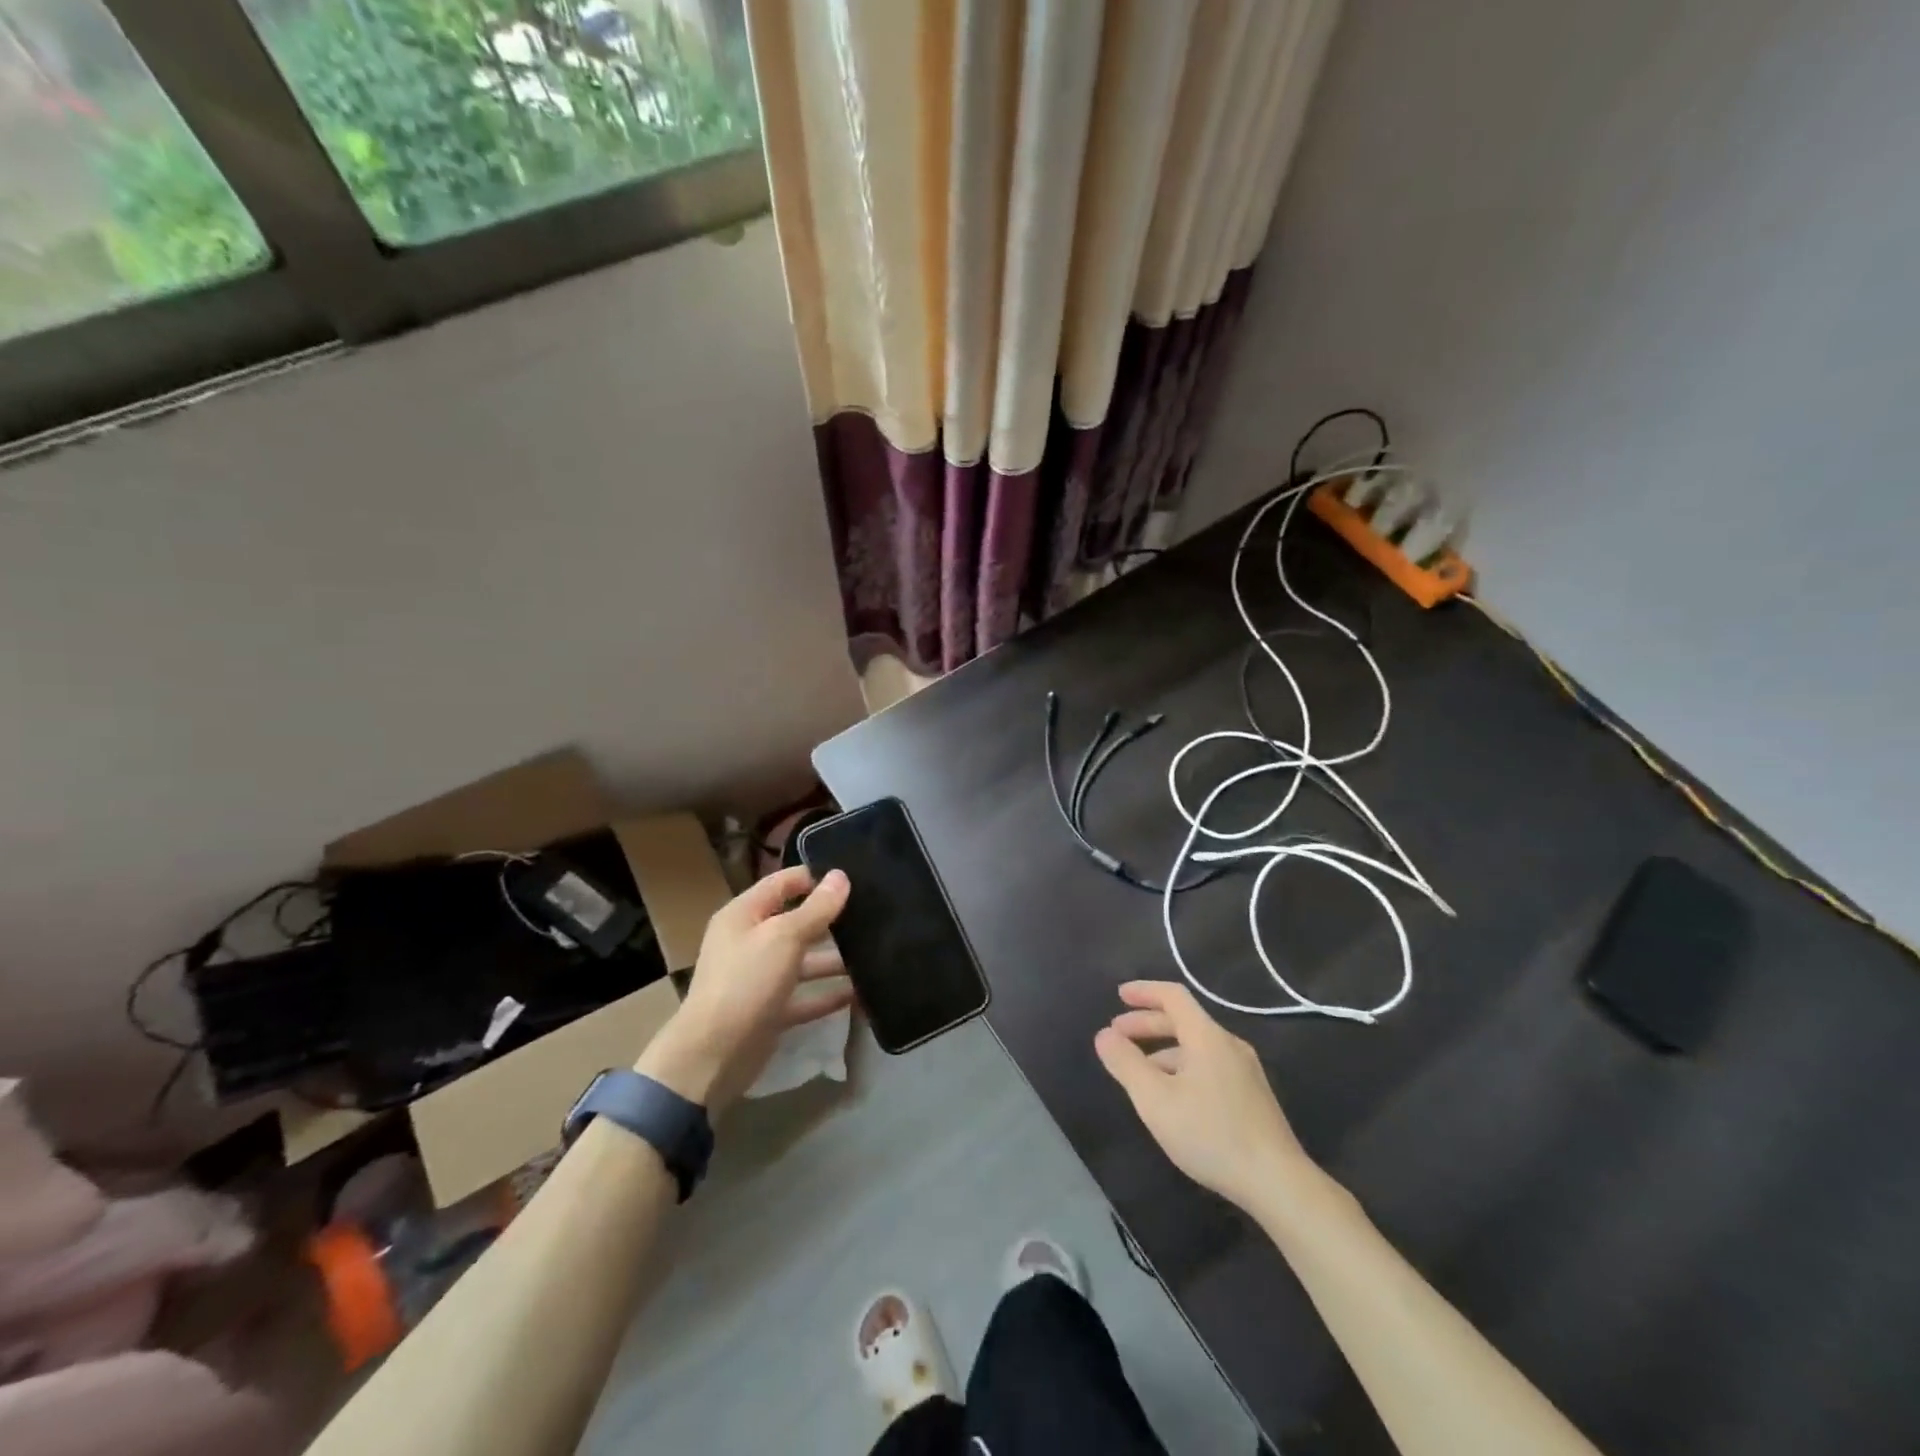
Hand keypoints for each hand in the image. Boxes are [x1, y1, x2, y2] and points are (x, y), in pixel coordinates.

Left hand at [636, 866, 852, 1115]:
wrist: (713, 1055)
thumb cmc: (746, 981)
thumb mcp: (784, 937)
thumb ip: (816, 908)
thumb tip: (841, 876)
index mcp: (744, 914)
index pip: (782, 883)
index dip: (814, 877)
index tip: (853, 878)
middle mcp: (750, 941)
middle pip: (795, 921)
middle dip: (831, 919)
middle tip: (873, 913)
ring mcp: (759, 977)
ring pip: (803, 960)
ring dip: (835, 959)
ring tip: (875, 954)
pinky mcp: (770, 1010)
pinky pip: (805, 995)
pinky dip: (829, 994)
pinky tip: (861, 993)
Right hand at [1094, 981, 1313, 1212]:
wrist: (1278, 1183)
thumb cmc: (1211, 1134)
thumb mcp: (1155, 1100)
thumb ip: (1126, 1064)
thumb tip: (1104, 1035)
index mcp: (1207, 1036)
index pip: (1173, 996)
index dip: (1144, 991)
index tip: (1118, 995)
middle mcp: (1229, 1045)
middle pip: (1184, 1021)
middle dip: (1147, 1024)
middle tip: (1117, 1036)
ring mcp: (1245, 1071)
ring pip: (1196, 1047)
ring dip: (1162, 1050)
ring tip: (1139, 1073)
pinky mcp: (1252, 1097)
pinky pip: (1209, 1066)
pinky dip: (1182, 1068)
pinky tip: (1172, 1098)